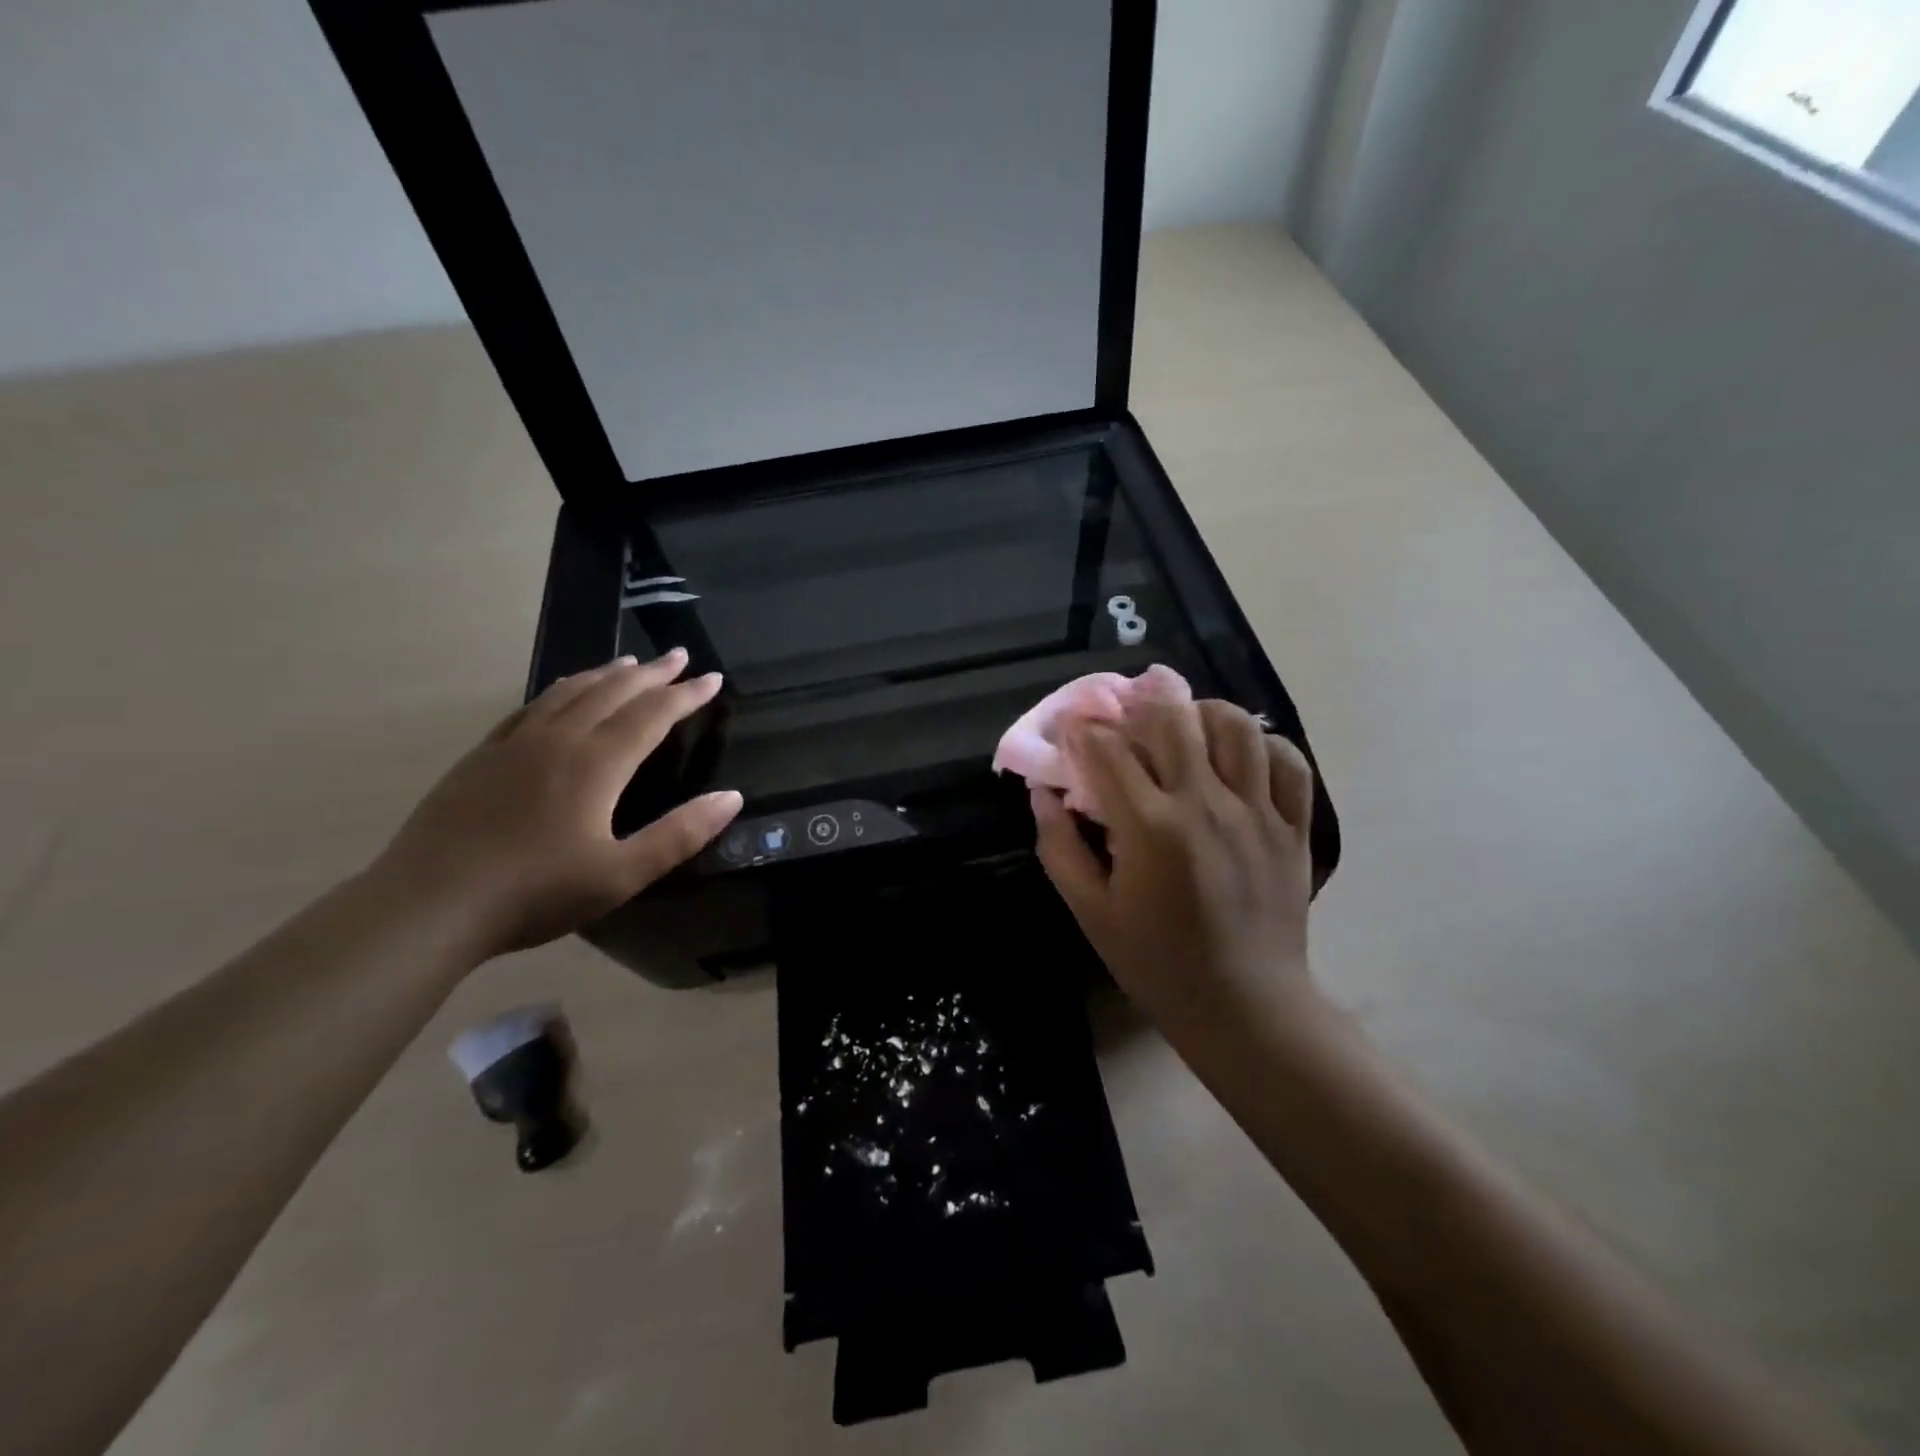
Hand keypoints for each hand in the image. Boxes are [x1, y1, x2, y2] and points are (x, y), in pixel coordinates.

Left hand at [371, 649, 741, 961]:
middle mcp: (559, 740)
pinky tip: (562, 694)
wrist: (428, 906)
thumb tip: (732, 797)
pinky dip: (560, 691)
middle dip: (652, 674)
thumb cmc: (535, 893)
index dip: (686, 695)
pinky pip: (530, 708)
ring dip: (606, 674)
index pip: (653, 715)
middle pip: (613, 693)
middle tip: (680, 657)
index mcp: (596, 764)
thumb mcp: (622, 875)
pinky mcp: (482, 757)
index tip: (712, 678)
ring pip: (570, 692)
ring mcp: (515, 744)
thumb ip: (680, 834)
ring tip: (629, 663)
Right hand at [1030, 698, 1319, 1034]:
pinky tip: (1238, 758)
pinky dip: (1262, 745)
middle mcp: (1205, 804)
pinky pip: (1288, 761)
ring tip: (1184, 729)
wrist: (1244, 1007)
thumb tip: (1043, 793)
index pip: (1107, 748)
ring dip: (1200, 714)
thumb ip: (1059, 846)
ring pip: (1235, 726)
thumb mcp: (1090, 911)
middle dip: (1138, 707)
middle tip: (1126, 722)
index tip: (1073, 733)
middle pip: (1171, 718)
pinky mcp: (1293, 826)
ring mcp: (1257, 811)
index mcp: (1149, 828)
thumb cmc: (1156, 962)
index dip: (1081, 731)